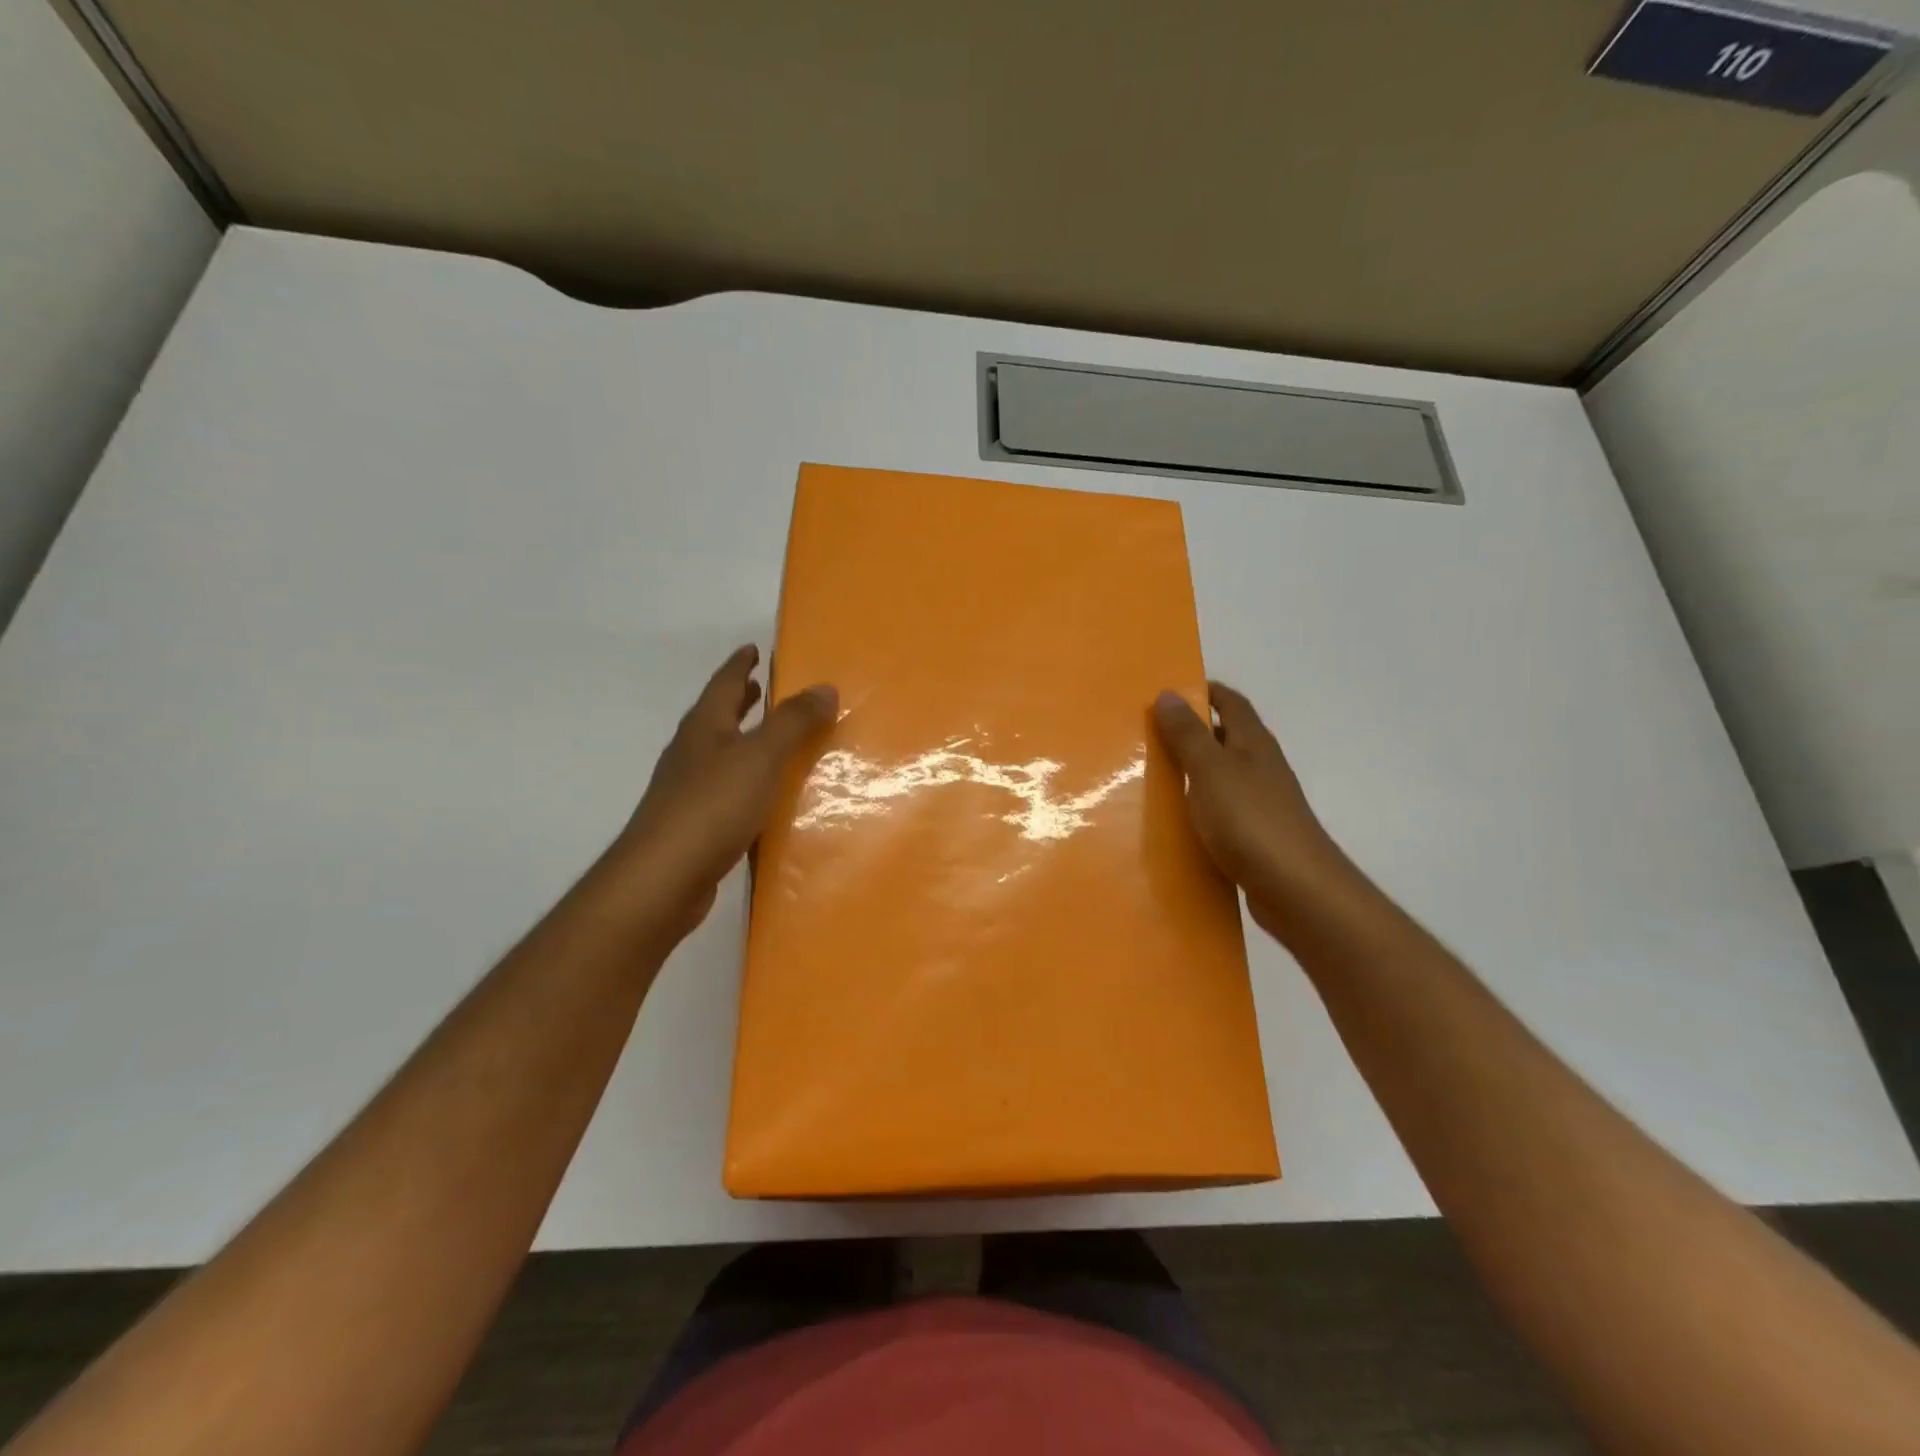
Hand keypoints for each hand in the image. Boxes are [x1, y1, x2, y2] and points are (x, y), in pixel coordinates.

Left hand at [618, 645, 836, 938]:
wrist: (663, 877)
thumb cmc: (712, 806)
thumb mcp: (761, 756)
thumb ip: (793, 722)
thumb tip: (825, 687)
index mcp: (704, 727)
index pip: (724, 683)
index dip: (740, 665)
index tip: (753, 648)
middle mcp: (692, 753)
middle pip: (717, 716)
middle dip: (740, 700)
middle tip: (762, 688)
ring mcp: (687, 790)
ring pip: (720, 753)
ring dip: (743, 740)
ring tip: (771, 739)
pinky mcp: (693, 824)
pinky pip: (725, 788)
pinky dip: (745, 779)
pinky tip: (763, 795)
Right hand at [1152, 682, 1350, 938]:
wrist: (1296, 889)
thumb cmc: (1250, 820)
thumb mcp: (1211, 770)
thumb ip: (1188, 734)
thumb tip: (1169, 693)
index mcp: (1253, 742)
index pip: (1229, 702)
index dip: (1201, 692)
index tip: (1165, 694)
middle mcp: (1260, 766)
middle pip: (1224, 738)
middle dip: (1188, 733)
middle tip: (1145, 736)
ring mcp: (1260, 803)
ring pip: (1220, 777)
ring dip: (1190, 773)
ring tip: (1149, 778)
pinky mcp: (1254, 836)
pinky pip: (1219, 812)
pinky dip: (1197, 809)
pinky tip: (1173, 822)